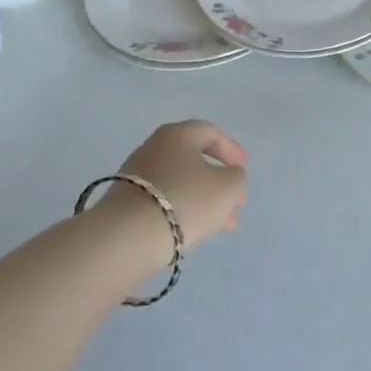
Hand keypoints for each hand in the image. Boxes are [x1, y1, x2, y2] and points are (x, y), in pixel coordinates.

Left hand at [110, 120, 248, 252]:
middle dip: (219, 183)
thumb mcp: (228, 187)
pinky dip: (183, 211)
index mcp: (178, 134)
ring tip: (221, 227)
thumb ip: (236, 177)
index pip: (210, 133)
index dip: (232, 149)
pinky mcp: (126, 202)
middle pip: (194, 160)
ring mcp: (136, 175)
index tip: (244, 169)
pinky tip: (194, 231)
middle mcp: (154, 148)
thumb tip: (227, 178)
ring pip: (181, 183)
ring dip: (204, 201)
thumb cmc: (186, 200)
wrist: (128, 237)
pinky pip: (164, 200)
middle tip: (236, 203)